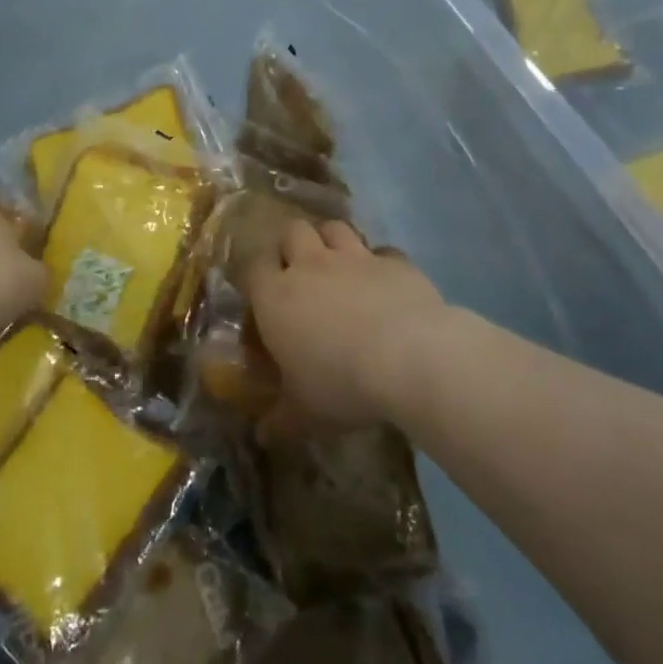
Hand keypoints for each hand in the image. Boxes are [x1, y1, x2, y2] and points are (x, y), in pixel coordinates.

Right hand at [242, 220, 445, 436]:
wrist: (409, 358)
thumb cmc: (341, 384)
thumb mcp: (305, 413)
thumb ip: (281, 419)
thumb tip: (263, 435)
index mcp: (276, 296)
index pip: (253, 266)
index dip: (256, 273)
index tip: (262, 291)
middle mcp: (311, 266)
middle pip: (293, 231)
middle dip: (294, 245)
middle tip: (301, 272)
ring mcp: (355, 258)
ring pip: (335, 227)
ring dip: (332, 240)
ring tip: (340, 265)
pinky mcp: (395, 262)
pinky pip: (383, 251)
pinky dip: (381, 263)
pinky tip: (387, 283)